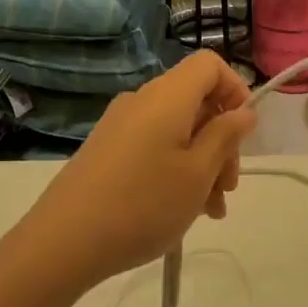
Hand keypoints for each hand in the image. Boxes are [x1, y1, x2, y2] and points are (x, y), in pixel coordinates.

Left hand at [17, 50, 257, 290]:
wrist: (63, 242)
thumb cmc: (143, 204)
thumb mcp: (198, 173)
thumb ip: (226, 136)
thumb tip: (243, 111)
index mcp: (167, 96)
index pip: (209, 64)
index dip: (236, 89)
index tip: (244, 133)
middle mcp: (142, 100)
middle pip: (196, 101)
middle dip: (221, 140)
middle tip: (228, 187)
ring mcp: (120, 125)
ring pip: (177, 129)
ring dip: (202, 162)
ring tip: (210, 210)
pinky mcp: (106, 149)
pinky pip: (154, 145)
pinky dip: (175, 168)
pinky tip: (182, 208)